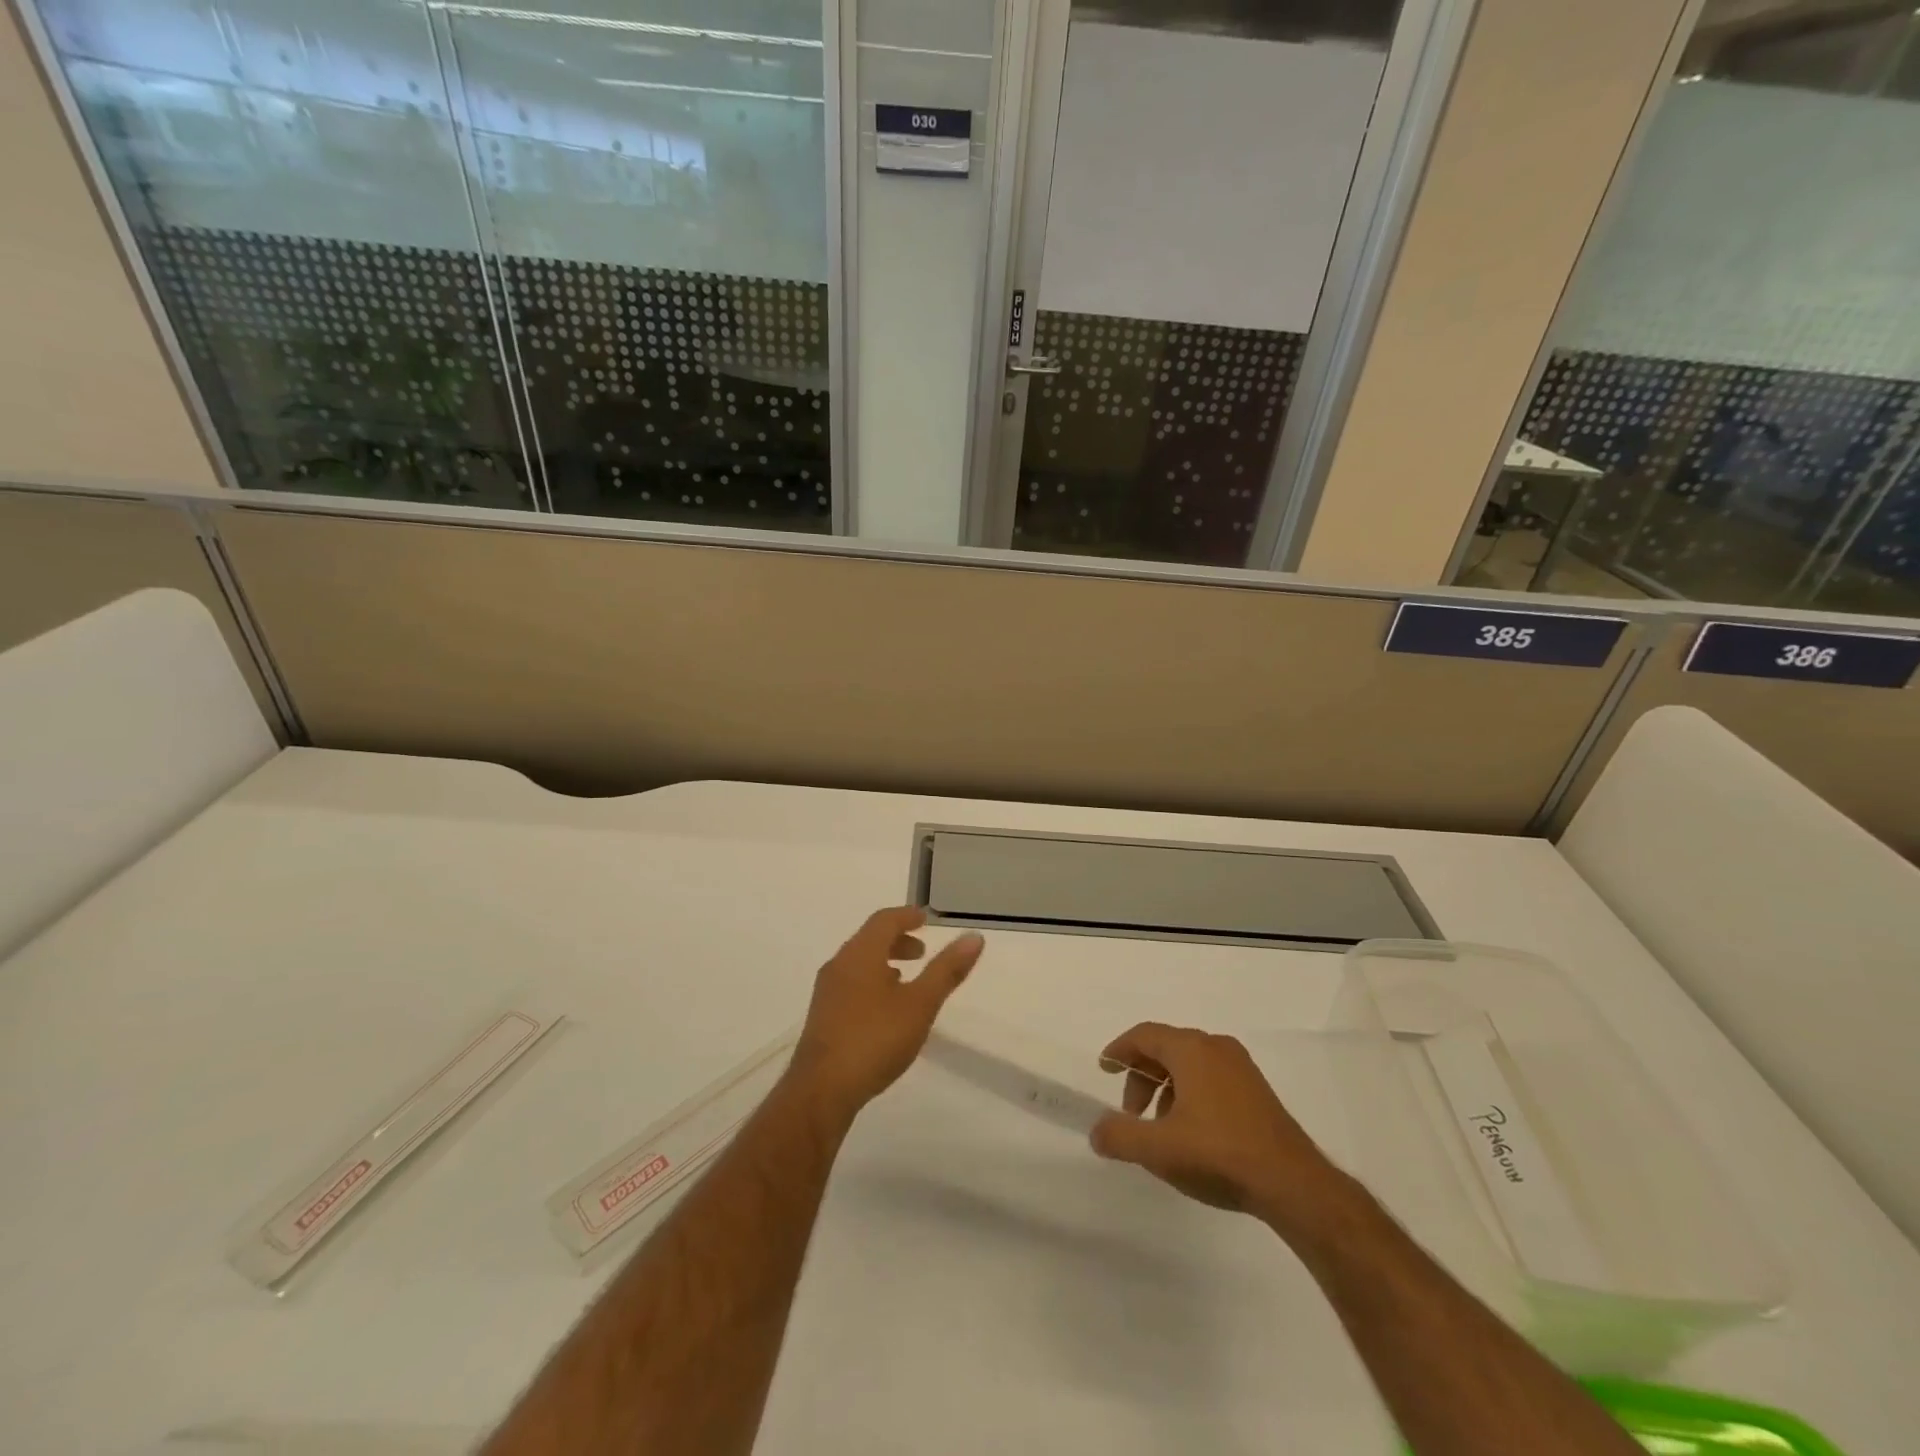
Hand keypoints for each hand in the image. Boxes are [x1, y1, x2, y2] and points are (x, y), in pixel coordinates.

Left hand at [790, 907, 983, 1120]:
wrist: (821, 1090)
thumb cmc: (874, 1039)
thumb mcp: (920, 1004)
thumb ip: (946, 970)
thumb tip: (974, 937)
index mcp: (860, 954)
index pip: (884, 920)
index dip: (906, 916)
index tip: (926, 919)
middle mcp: (840, 965)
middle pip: (869, 940)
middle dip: (897, 941)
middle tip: (922, 953)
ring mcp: (827, 992)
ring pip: (859, 964)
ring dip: (884, 963)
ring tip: (906, 981)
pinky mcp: (823, 1017)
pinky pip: (851, 985)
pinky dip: (872, 982)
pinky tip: (885, 1010)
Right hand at [1090, 1022, 1357, 1240]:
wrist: (1293, 1184)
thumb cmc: (1219, 1154)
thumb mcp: (1159, 1149)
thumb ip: (1119, 1136)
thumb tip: (1097, 1131)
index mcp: (1191, 1049)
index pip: (1144, 1035)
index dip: (1119, 1050)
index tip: (1104, 1069)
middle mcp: (1216, 1047)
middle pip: (1166, 1050)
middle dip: (1141, 1078)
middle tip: (1131, 1115)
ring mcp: (1241, 1068)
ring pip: (1189, 1066)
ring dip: (1166, 1090)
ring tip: (1161, 1130)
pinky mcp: (1257, 1091)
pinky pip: (1211, 1079)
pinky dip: (1190, 1095)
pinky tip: (1192, 1135)